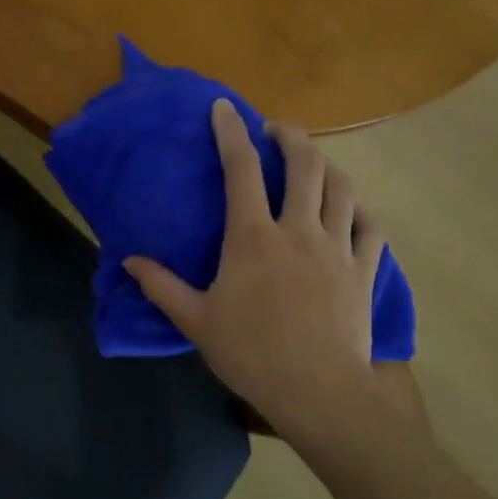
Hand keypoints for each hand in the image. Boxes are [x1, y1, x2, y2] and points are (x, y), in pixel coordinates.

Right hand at [125, 99, 415, 439]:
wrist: (317, 390)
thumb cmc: (251, 354)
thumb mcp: (196, 321)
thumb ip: (161, 286)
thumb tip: (129, 260)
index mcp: (253, 238)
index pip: (242, 169)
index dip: (230, 132)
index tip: (224, 108)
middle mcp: (298, 230)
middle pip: (304, 164)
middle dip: (290, 135)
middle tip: (276, 130)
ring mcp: (337, 247)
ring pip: (340, 187)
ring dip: (325, 165)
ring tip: (312, 164)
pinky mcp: (364, 269)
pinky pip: (368, 225)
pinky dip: (358, 209)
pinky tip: (349, 210)